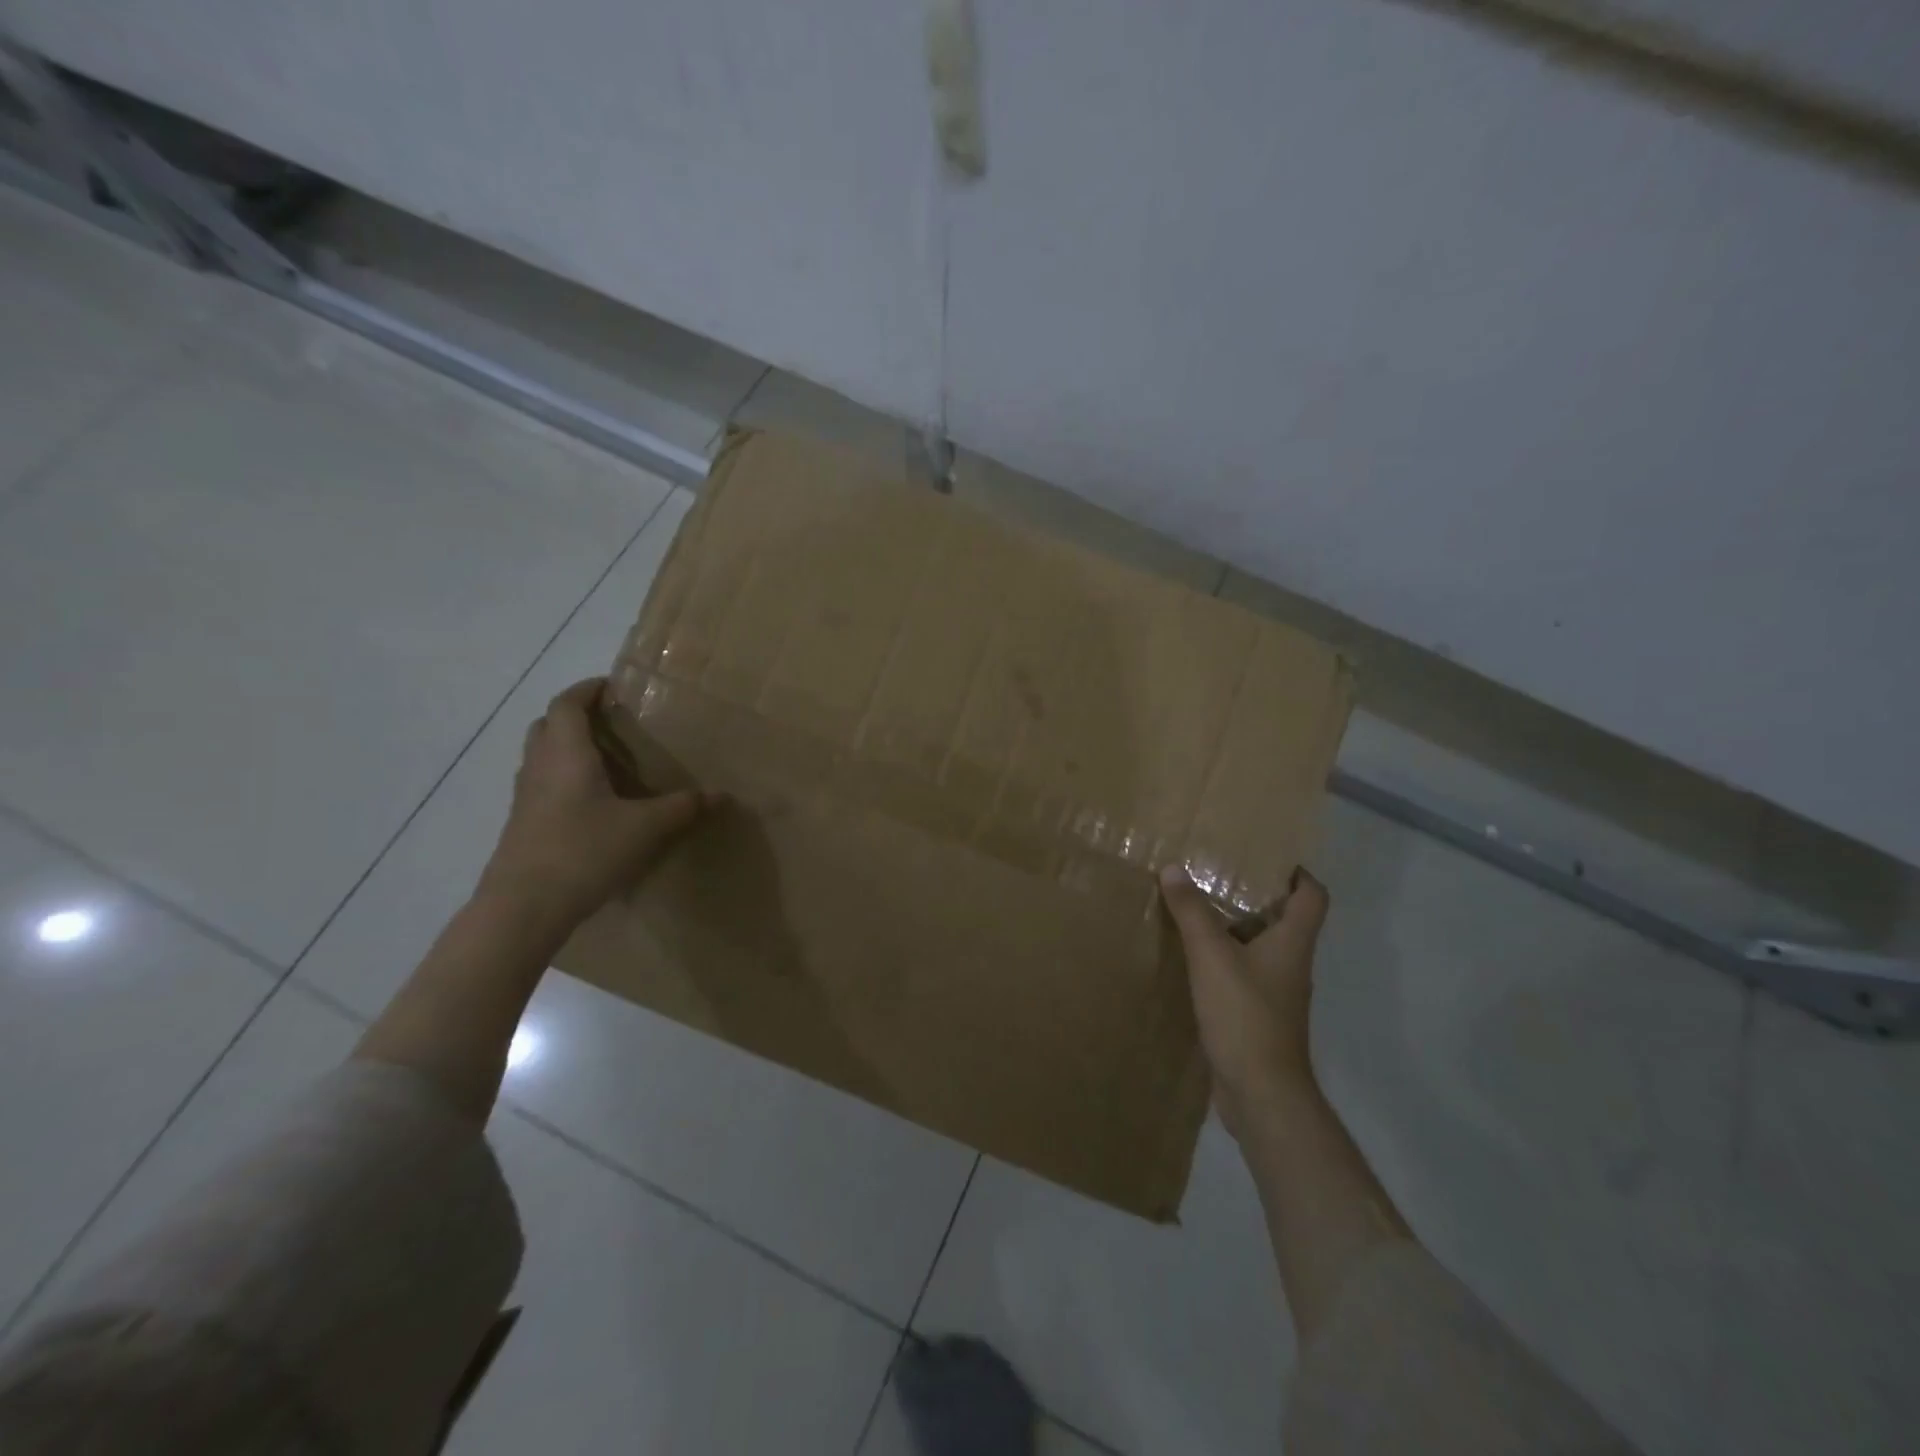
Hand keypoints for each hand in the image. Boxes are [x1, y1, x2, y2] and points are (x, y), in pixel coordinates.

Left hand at [481, 678, 714, 930]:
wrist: (523, 908)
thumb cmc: (584, 851)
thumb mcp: (645, 828)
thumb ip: (683, 808)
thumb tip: (722, 795)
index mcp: (566, 754)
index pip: (567, 704)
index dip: (586, 689)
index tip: (611, 686)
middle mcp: (539, 767)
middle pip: (547, 725)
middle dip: (575, 716)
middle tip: (610, 722)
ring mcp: (525, 798)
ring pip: (540, 756)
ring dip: (566, 748)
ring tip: (605, 760)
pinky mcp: (522, 826)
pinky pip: (541, 786)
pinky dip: (563, 779)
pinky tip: (592, 804)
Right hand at [1160, 863, 1330, 1138]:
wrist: (1261, 1093)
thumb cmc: (1245, 1015)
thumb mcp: (1211, 956)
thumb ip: (1192, 911)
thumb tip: (1173, 868)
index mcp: (1292, 943)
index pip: (1312, 896)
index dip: (1297, 873)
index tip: (1265, 857)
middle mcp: (1291, 964)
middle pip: (1284, 920)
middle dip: (1254, 895)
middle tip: (1217, 874)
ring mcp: (1276, 993)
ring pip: (1260, 948)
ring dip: (1234, 928)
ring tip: (1197, 910)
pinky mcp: (1257, 1016)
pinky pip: (1242, 975)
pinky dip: (1223, 960)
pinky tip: (1192, 960)